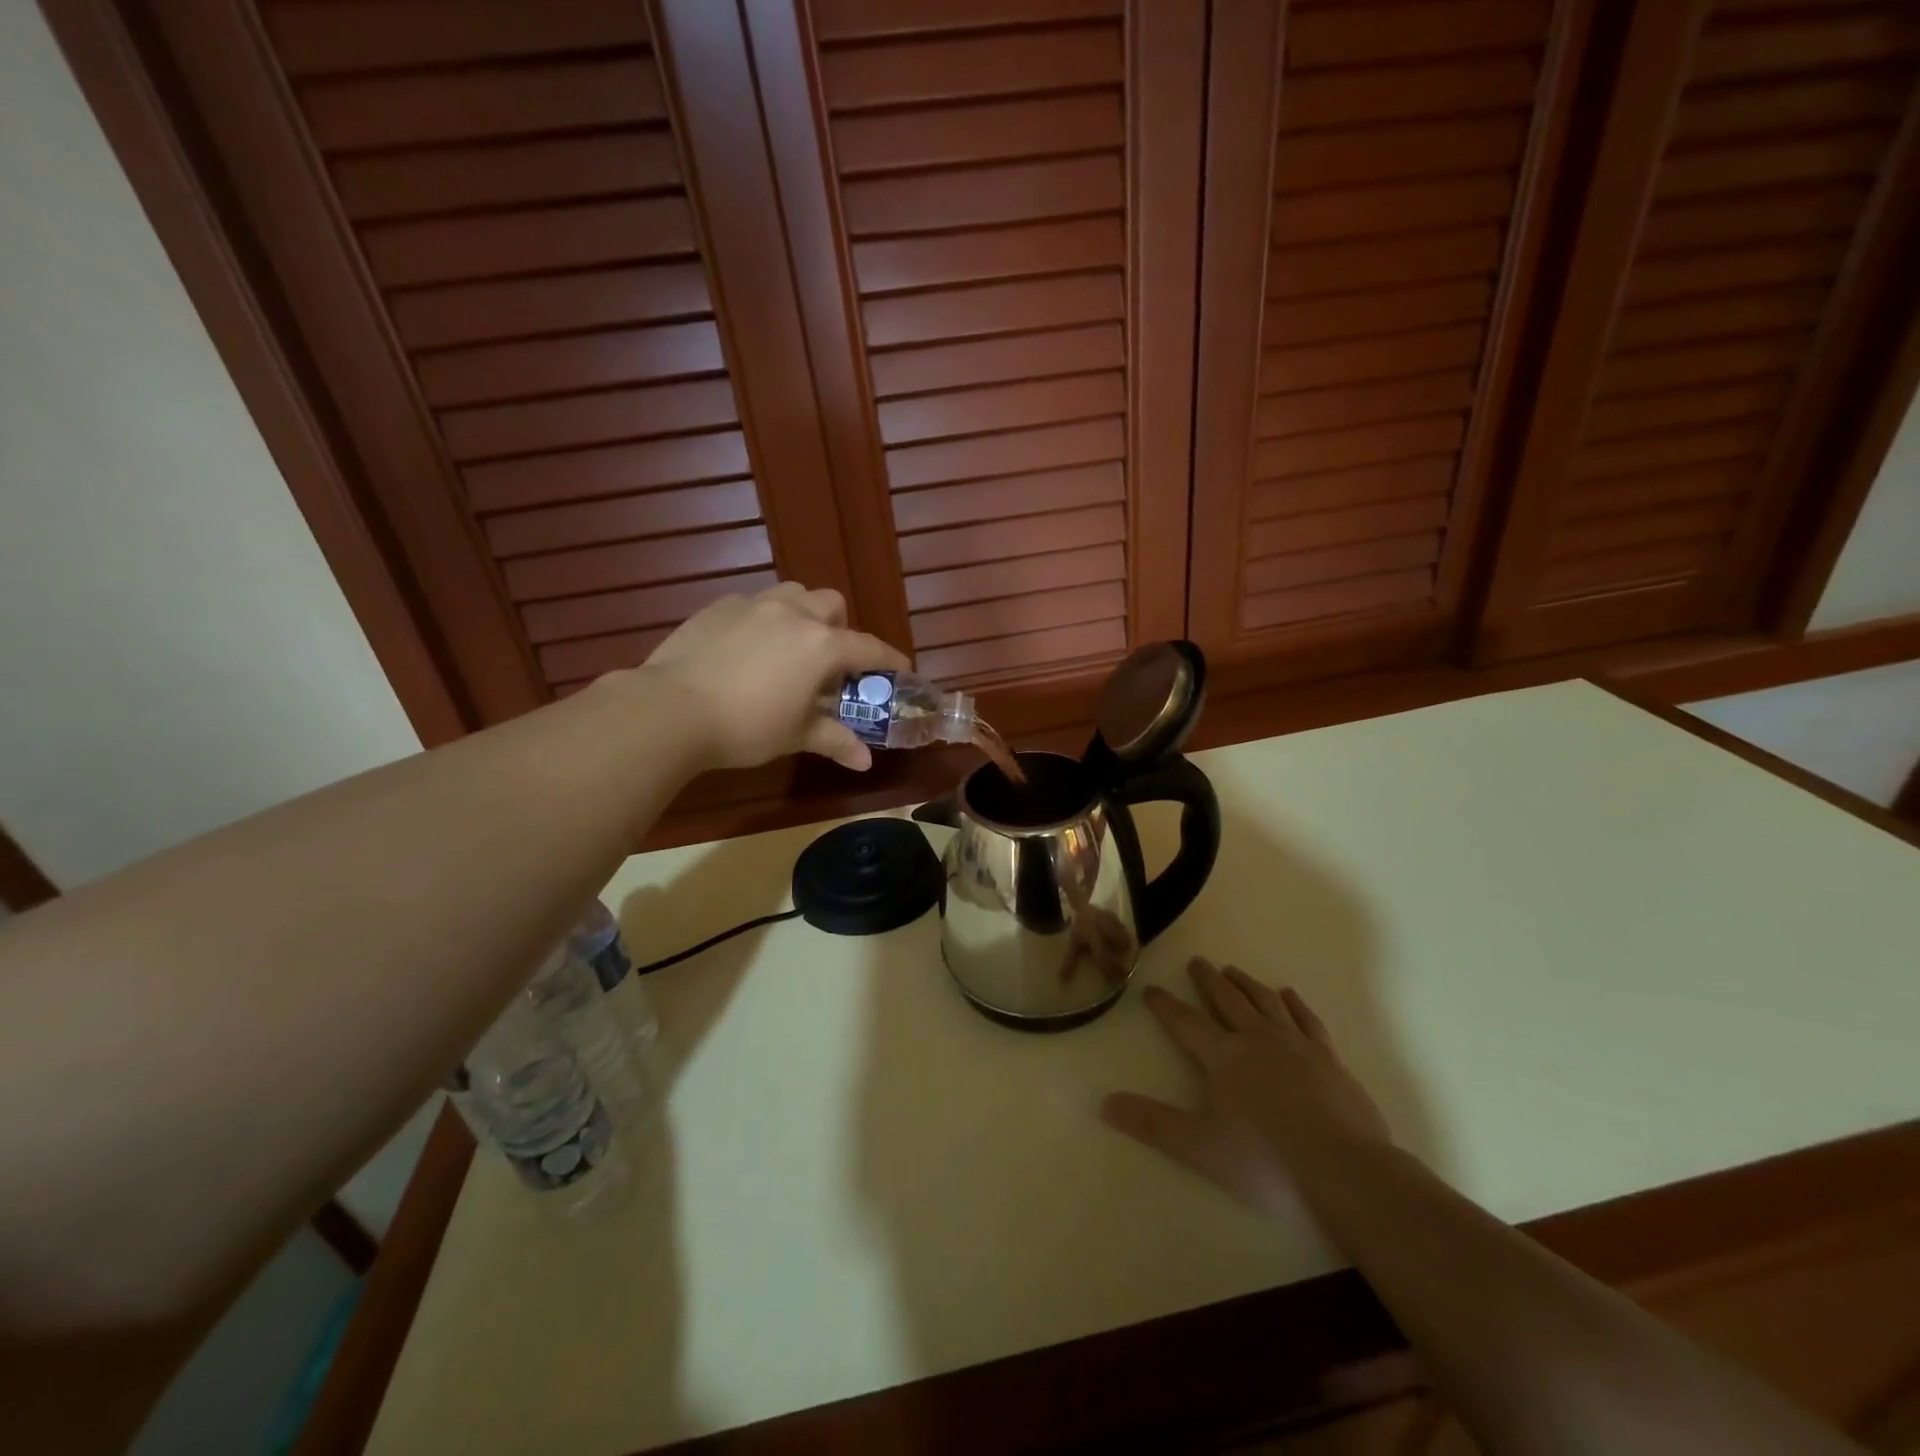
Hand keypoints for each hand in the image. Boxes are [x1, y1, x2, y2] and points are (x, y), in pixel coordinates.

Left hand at [639, 583, 909, 771]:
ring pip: (793, 593)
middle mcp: (794, 614)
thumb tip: (865, 763)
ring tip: (790, 644)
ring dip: (803, 612)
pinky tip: (747, 646)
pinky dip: (763, 618)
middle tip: (829, 660)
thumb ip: (834, 741)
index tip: (900, 669)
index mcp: (821, 646)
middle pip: (831, 604)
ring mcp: (754, 605)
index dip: (888, 659)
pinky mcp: (719, 606)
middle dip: (839, 627)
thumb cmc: (745, 727)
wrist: (671, 709)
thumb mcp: (795, 736)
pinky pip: (753, 602)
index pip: (868, 648)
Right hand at [1102, 957, 1389, 1215]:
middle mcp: (1256, 1039)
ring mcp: (1296, 1044)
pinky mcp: (1329, 1057)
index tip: (1151, 988)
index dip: (1165, 1005)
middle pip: (1227, 1000)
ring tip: (1233, 970)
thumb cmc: (1267, 1162)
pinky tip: (1287, 993)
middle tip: (1196, 961)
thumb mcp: (1200, 1148)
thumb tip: (1105, 1103)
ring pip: (1265, 1001)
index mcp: (1223, 1057)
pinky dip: (1294, 1002)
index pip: (1186, 1023)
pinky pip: (1306, 1019)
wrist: (1346, 1171)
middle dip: (1208, 980)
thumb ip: (1152, 1124)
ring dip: (1246, 983)